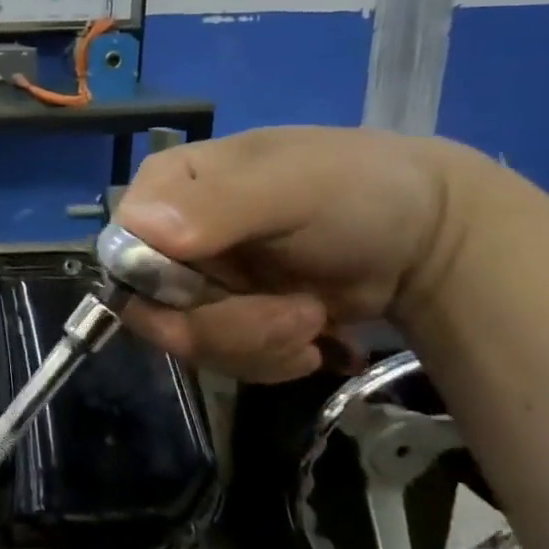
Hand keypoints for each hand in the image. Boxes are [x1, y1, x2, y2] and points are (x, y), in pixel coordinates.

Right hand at [114, 127, 474, 381]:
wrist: (427, 240)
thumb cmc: (359, 192)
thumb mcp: (293, 189)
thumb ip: (219, 205)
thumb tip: (143, 228)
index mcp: (165, 188)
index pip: (121, 251)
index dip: (161, 286)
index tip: (222, 291)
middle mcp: (166, 236)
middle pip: (151, 308)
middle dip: (225, 326)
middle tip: (295, 318)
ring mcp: (195, 282)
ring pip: (185, 342)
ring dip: (256, 345)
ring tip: (313, 321)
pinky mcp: (223, 318)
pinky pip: (217, 359)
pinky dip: (267, 360)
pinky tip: (310, 340)